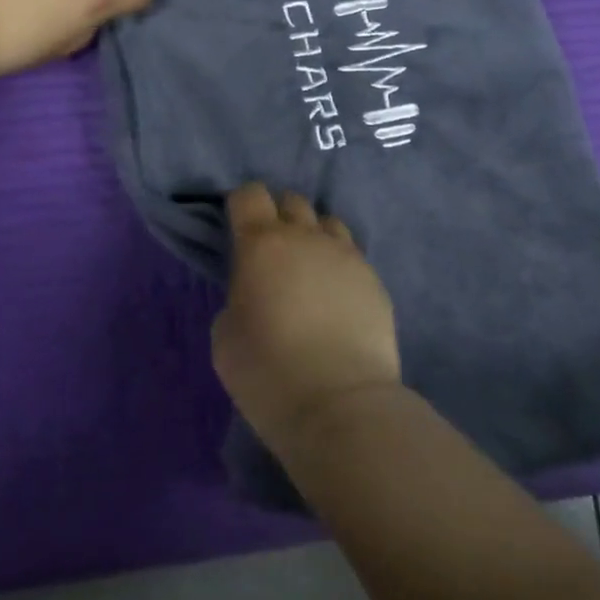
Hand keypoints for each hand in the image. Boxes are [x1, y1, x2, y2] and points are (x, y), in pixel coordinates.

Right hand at [213, 184, 401, 456]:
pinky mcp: (374, 278)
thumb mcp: (225, 337)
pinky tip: (336, 298)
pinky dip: (339, 266)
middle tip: (273, 253)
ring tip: (309, 270)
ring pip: (328, 222)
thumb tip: (255, 292)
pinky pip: (352, 255)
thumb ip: (237, 297)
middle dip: (279, 217)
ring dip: (314, 236)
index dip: (241, 206)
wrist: (340, 404)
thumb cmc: (268, 373)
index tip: (238, 229)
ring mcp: (345, 254)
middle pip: (292, 201)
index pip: (249, 195)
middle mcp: (306, 236)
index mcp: (262, 244)